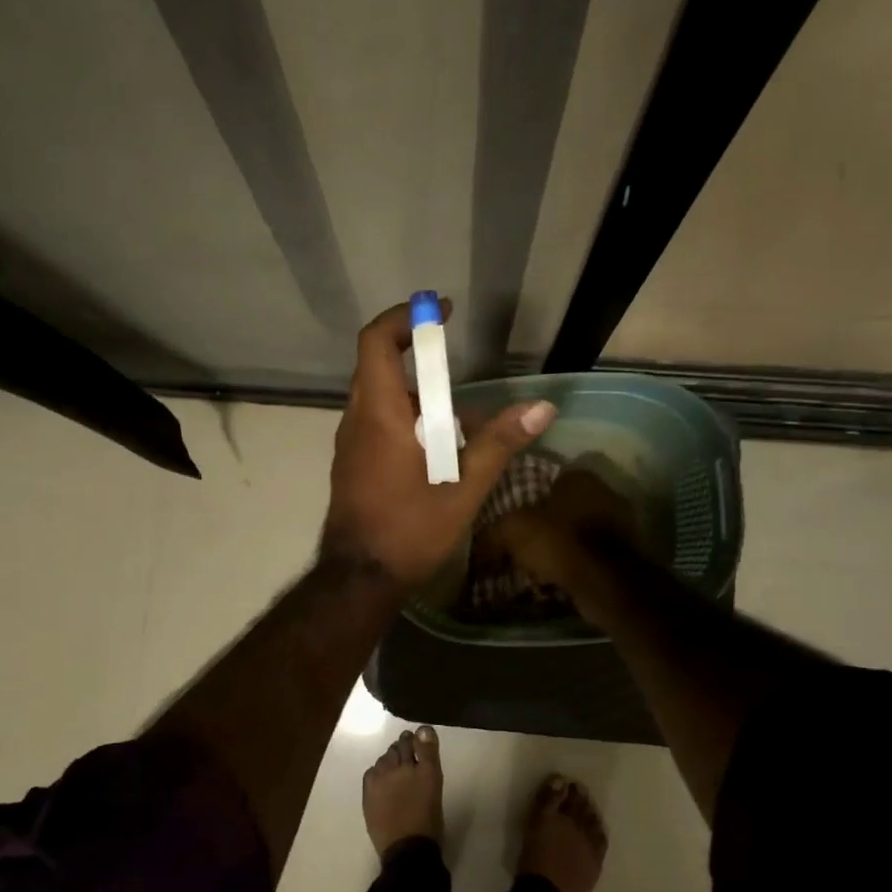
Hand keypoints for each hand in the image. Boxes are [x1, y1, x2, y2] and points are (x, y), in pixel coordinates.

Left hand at [321, 300, 555, 590]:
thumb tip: (543, 407)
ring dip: (413, 394)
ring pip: (377, 397)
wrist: (358, 578)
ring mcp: (348, 444)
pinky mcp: (350, 463)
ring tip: (456, 417)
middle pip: (377, 366)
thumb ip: (499, 444)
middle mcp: (357, 421)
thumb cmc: (409, 531)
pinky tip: (433, 449)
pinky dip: (402, 418)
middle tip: (455, 364)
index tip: (438, 312)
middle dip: (416, 357)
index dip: (404, 318)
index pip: (376, 343)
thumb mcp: (463, 489)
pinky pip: (374, 423)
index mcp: (380, 416)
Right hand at [488, 469, 640, 609]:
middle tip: (520, 540)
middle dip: (544, 521)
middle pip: (564, 504)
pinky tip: (557, 574)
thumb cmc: (558, 543)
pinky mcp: (627, 552)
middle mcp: (604, 492)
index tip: (510, 515)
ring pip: (578, 529)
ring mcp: (620, 522)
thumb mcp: (512, 531)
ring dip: (561, 543)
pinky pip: (590, 552)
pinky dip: (575, 560)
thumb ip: (493, 532)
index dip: (526, 496)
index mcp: (579, 477)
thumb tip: (477, 545)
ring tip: (536, 561)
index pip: (547, 478)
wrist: (605, 584)